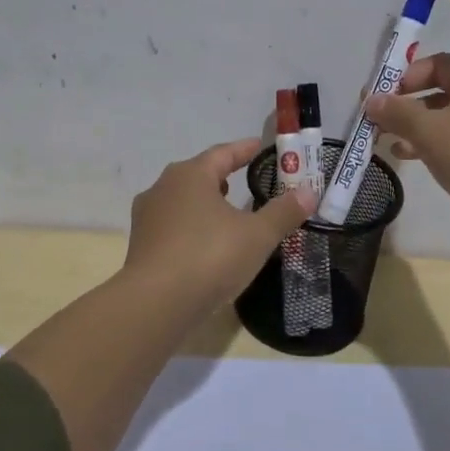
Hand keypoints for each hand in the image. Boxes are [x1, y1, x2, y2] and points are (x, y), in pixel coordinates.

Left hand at [122, 138, 317, 313]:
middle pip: (198, 174)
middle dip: (222, 176)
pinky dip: (191, 227)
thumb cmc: (209, 257)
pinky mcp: (141, 245)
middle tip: (245, 181)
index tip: (259, 147)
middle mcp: (163, 187)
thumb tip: (308, 192)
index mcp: (190, 175)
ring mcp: (148, 216)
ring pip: (182, 200)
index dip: (244, 150)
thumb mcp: (256, 236)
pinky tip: (205, 245)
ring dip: (205, 203)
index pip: (222, 153)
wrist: (155, 303)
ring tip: (227, 214)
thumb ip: (283, 212)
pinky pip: (172, 226)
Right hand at [364, 0, 449, 248]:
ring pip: (442, 96)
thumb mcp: (433, 133)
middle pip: (442, 62)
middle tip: (376, 102)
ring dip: (412, 109)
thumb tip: (373, 101)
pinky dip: (425, 132)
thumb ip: (397, 114)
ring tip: (382, 132)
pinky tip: (402, 153)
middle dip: (406, 76)